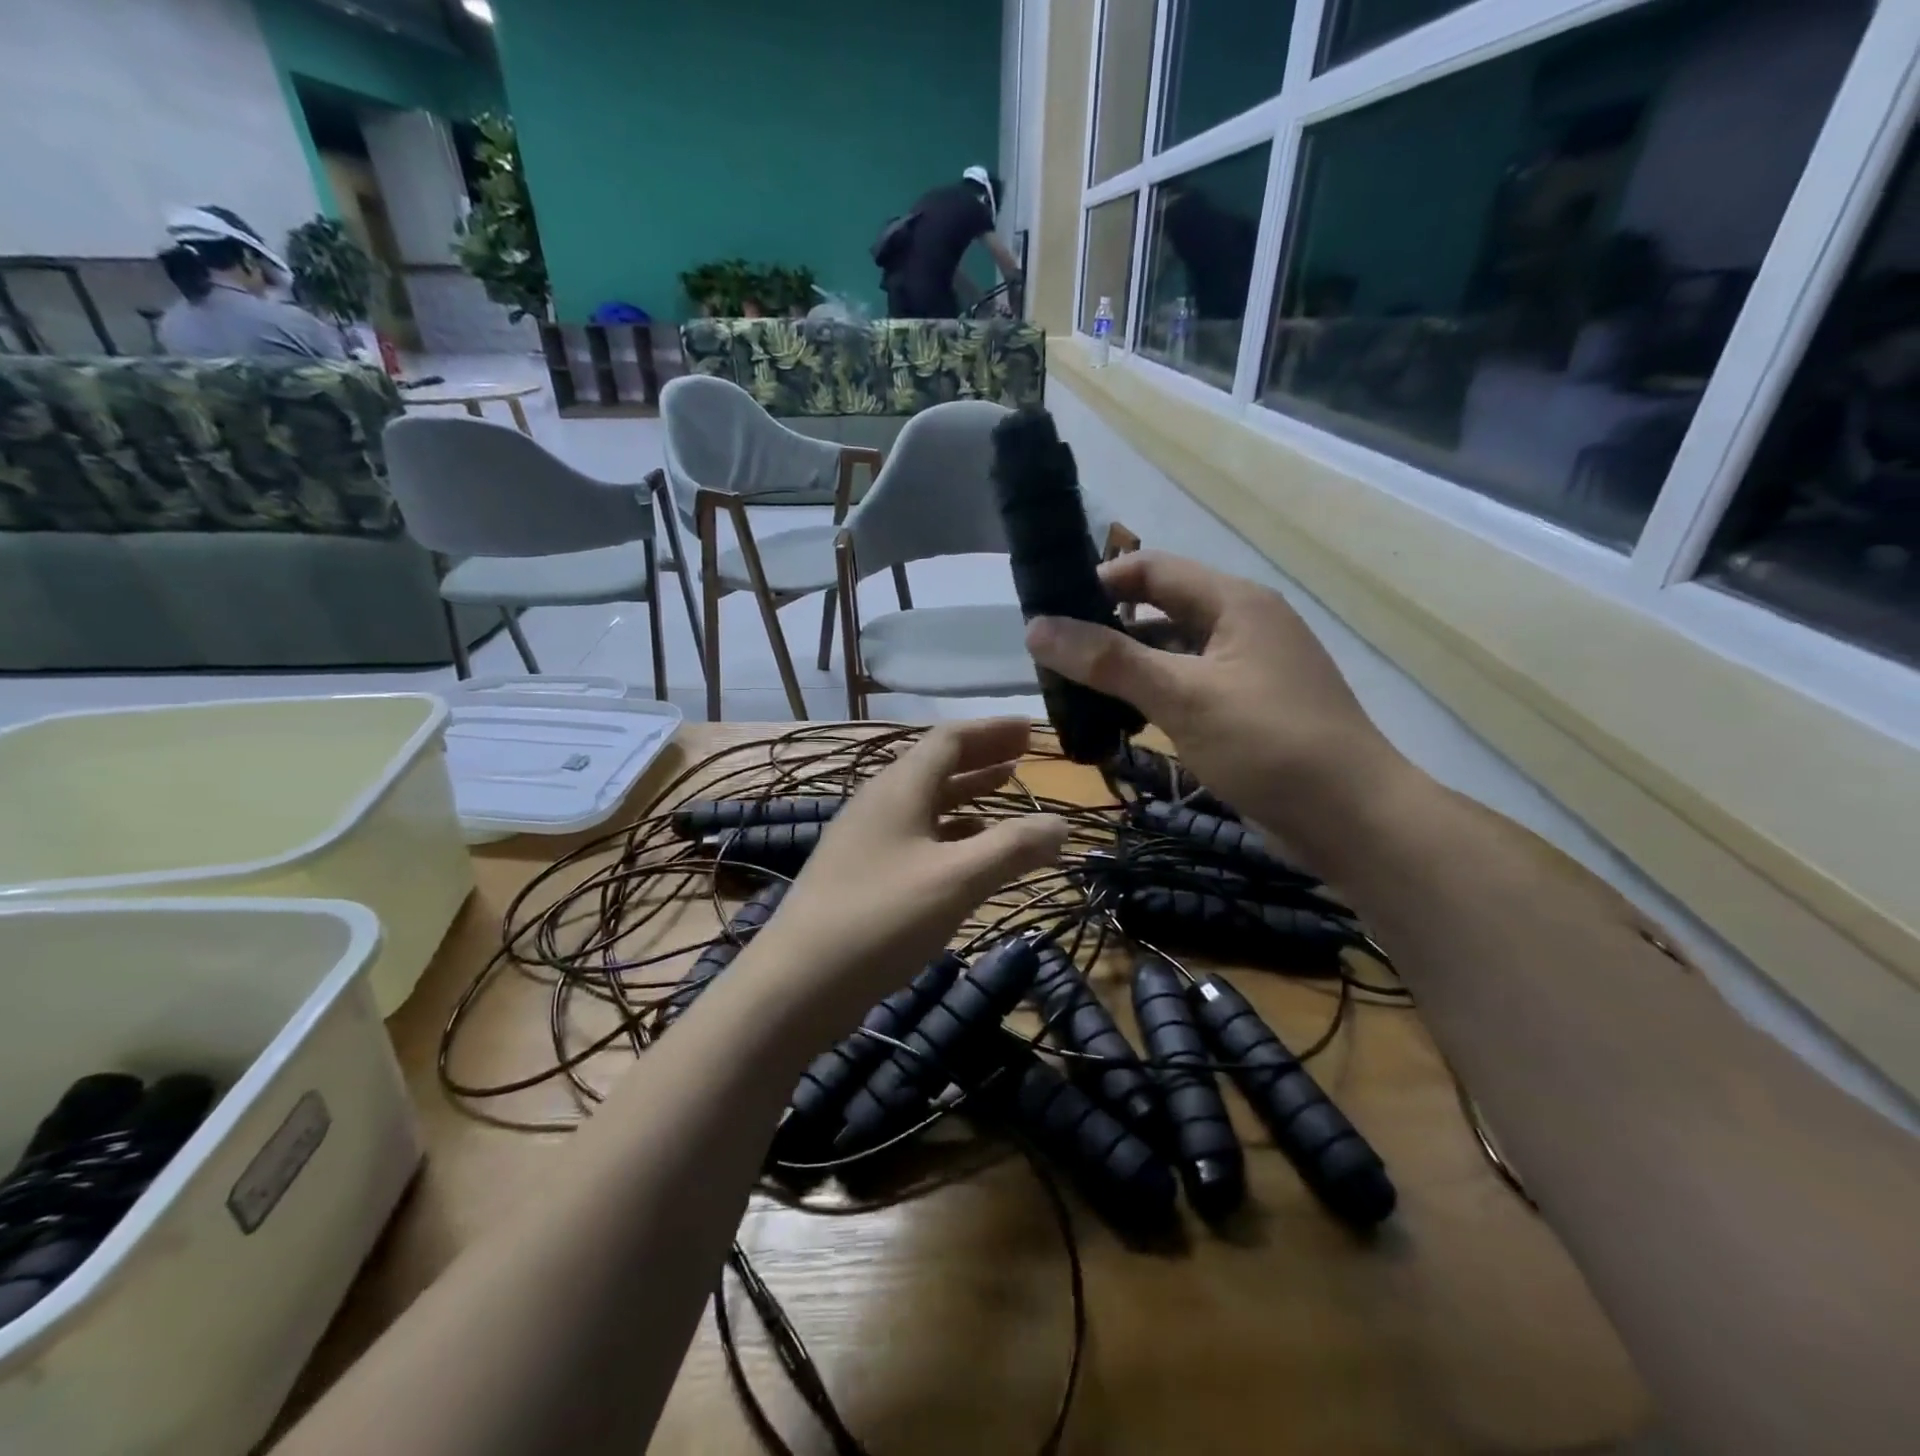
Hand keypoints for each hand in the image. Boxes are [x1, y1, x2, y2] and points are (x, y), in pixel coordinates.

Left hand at [757, 719, 1067, 1028]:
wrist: (797, 983)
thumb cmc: (882, 919)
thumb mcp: (957, 880)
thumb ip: (1012, 848)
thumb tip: (1061, 823)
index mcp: (899, 788)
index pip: (950, 739)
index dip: (993, 730)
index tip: (1031, 730)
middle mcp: (880, 803)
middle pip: (936, 765)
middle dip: (983, 757)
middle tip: (1024, 756)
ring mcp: (866, 839)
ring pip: (926, 802)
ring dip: (967, 793)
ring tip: (1005, 792)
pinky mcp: (861, 874)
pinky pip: (916, 835)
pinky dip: (950, 832)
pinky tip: (968, 851)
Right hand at [1026, 552, 1413, 860]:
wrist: (1352, 819)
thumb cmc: (1268, 744)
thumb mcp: (1183, 697)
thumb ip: (1109, 661)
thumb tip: (1035, 628)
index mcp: (1234, 602)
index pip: (1151, 569)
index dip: (1098, 583)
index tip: (1048, 612)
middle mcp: (1243, 624)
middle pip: (1161, 609)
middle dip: (1107, 629)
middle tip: (1054, 658)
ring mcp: (1248, 668)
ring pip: (1174, 653)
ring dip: (1129, 666)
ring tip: (1075, 691)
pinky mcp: (1249, 708)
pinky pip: (1190, 686)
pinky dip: (1154, 696)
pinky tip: (1123, 721)